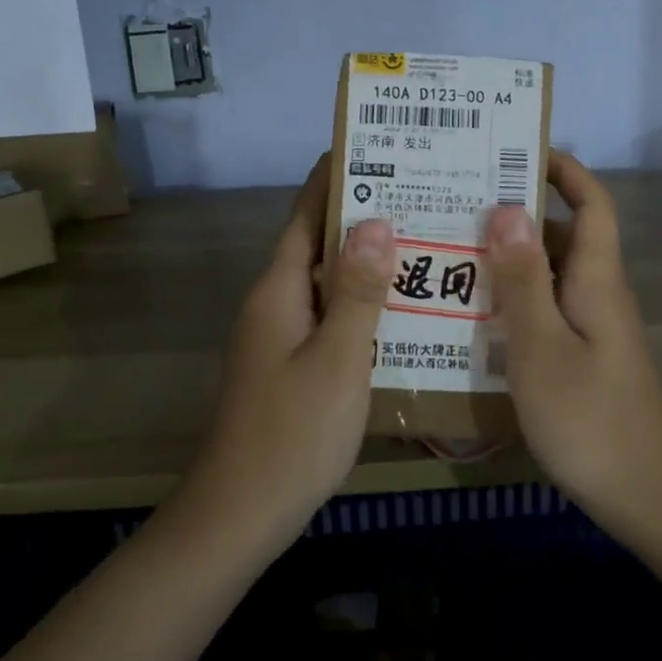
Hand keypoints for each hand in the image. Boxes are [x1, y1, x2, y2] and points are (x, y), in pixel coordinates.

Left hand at [180, 153, 393, 555]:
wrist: (240, 513)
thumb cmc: (293, 433)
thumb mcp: (338, 359)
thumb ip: (359, 291)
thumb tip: (376, 222)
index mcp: (280, 290)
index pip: (306, 216)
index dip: (334, 179)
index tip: (371, 147)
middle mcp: (276, 303)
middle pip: (318, 245)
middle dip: (362, 217)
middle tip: (419, 194)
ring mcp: (280, 336)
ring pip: (326, 283)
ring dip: (364, 261)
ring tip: (421, 241)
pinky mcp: (290, 365)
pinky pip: (329, 316)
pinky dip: (360, 303)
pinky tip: (400, 309)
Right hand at [485, 151, 661, 530]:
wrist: (644, 495)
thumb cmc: (590, 418)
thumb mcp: (542, 346)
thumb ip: (523, 279)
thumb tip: (508, 208)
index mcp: (596, 278)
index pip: (591, 203)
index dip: (563, 169)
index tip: (516, 149)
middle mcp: (596, 292)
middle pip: (561, 233)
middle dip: (516, 209)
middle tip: (457, 198)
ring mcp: (589, 326)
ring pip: (547, 273)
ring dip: (508, 256)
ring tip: (450, 245)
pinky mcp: (580, 355)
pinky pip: (543, 308)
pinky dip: (511, 297)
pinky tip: (470, 310)